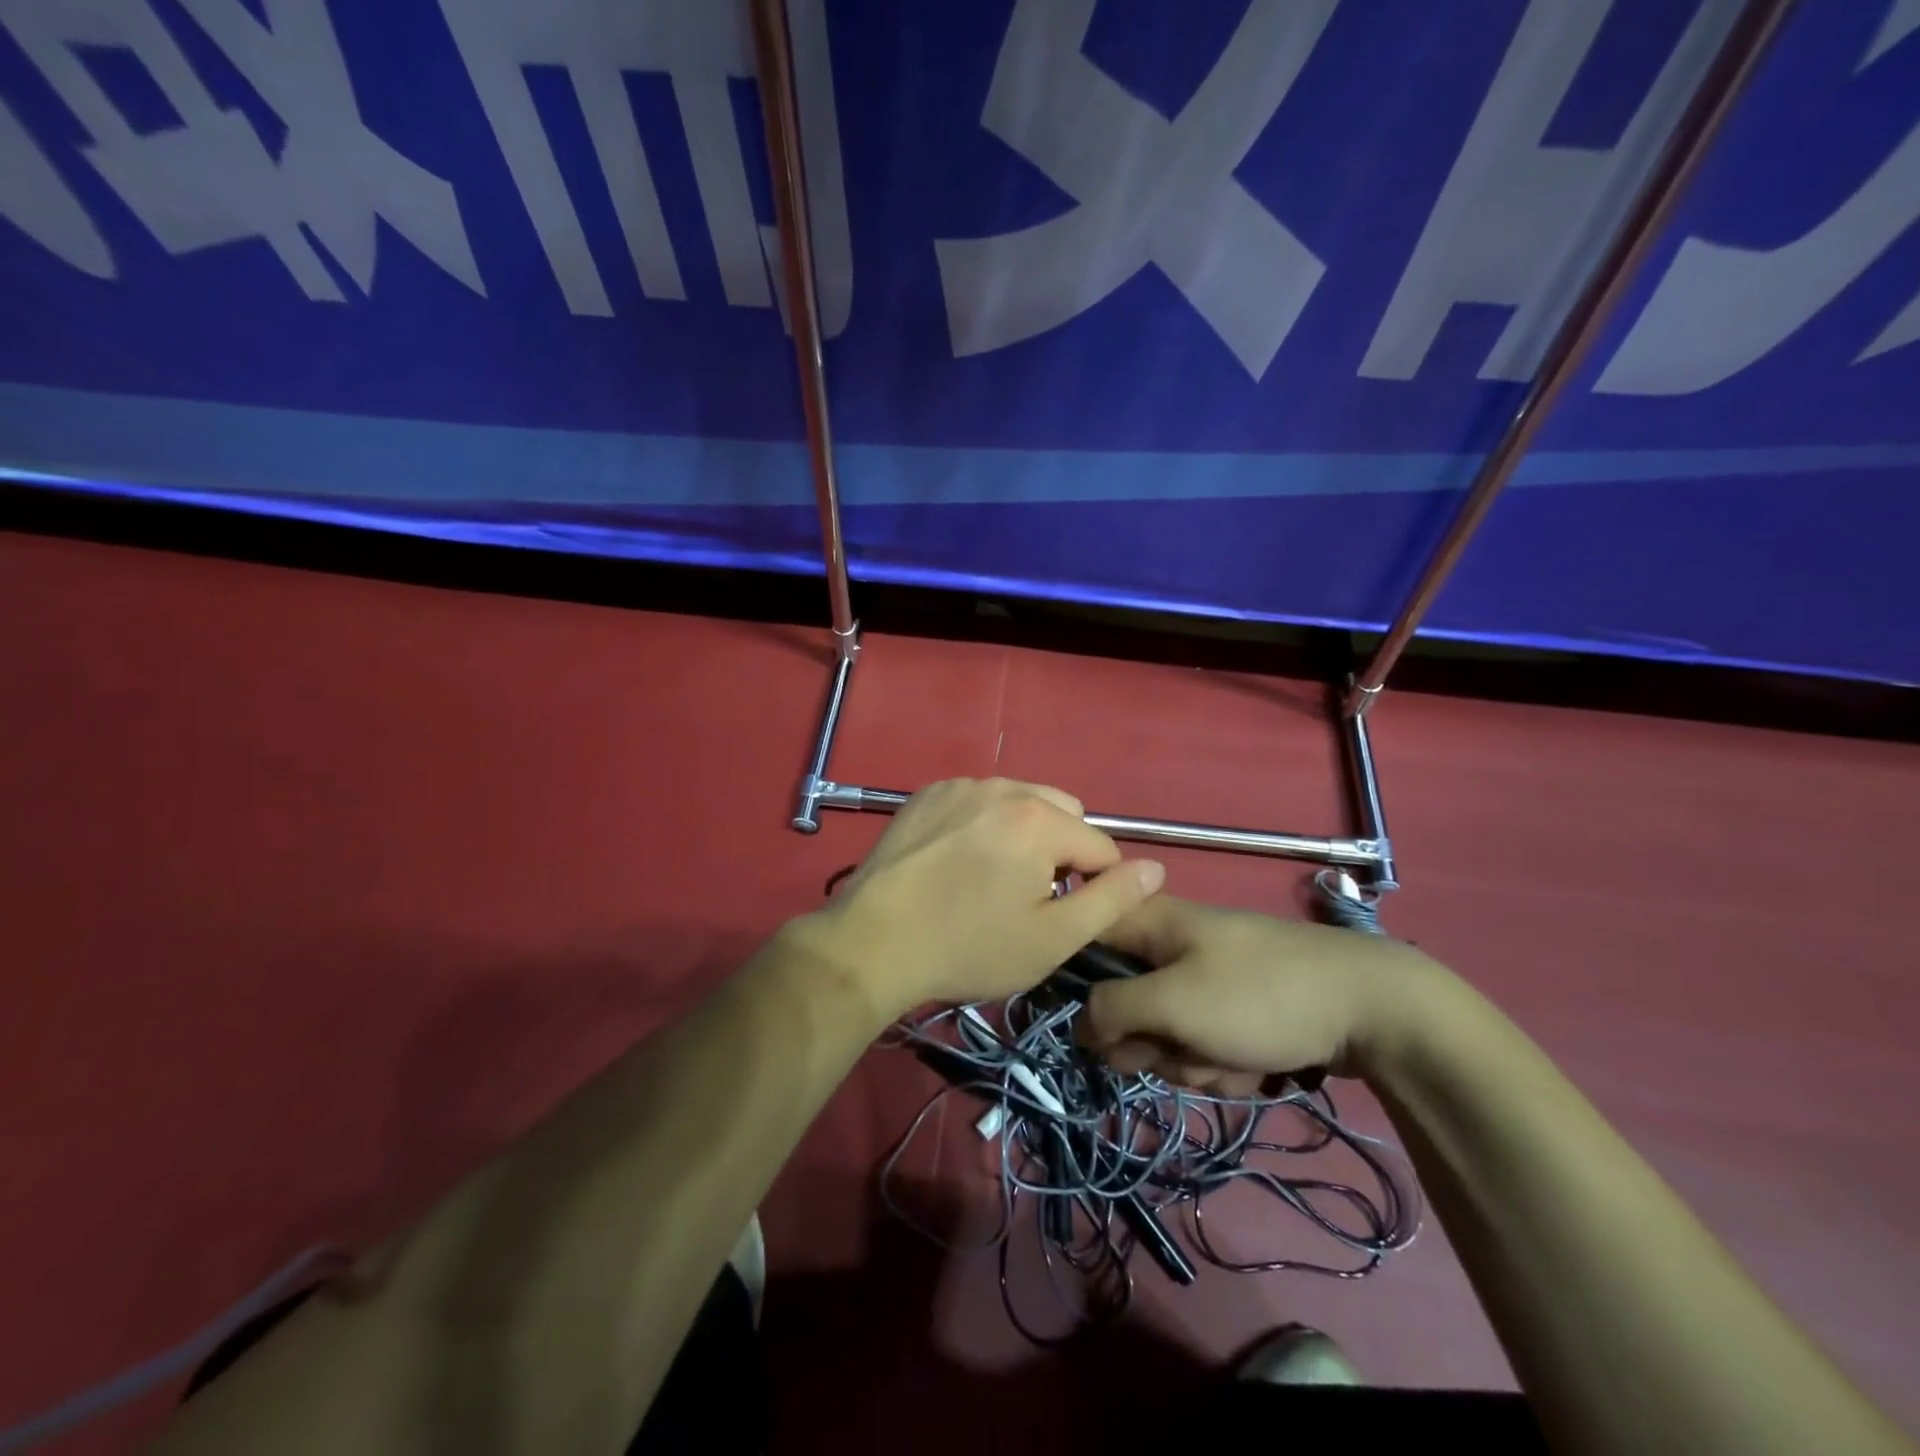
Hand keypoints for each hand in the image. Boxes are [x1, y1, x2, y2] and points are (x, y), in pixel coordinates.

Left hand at [791, 778, 1164, 1016]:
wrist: (872, 942)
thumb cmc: (968, 947)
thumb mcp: (1052, 939)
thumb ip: (1112, 900)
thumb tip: (1156, 869)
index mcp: (1039, 819)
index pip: (1100, 847)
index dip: (1093, 887)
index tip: (1060, 916)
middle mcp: (1003, 786)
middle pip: (1062, 814)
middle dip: (1060, 852)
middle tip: (1025, 899)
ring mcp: (959, 785)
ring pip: (1020, 803)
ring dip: (1023, 835)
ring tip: (990, 880)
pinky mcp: (927, 793)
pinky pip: (978, 801)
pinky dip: (983, 824)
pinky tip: (956, 861)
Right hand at [1077, 896, 1449, 1084]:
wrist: (1370, 1008)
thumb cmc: (1259, 996)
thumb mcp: (1173, 1003)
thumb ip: (1110, 1010)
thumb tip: (1078, 1025)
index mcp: (1147, 922)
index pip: (1080, 943)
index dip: (1075, 988)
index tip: (1097, 1025)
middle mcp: (1167, 945)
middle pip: (1120, 1002)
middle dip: (1150, 1041)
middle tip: (1180, 1046)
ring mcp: (1203, 976)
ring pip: (1163, 1032)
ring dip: (1191, 1059)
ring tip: (1231, 1056)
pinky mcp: (1233, 1006)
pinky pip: (1201, 1042)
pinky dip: (1222, 1061)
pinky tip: (1255, 1062)